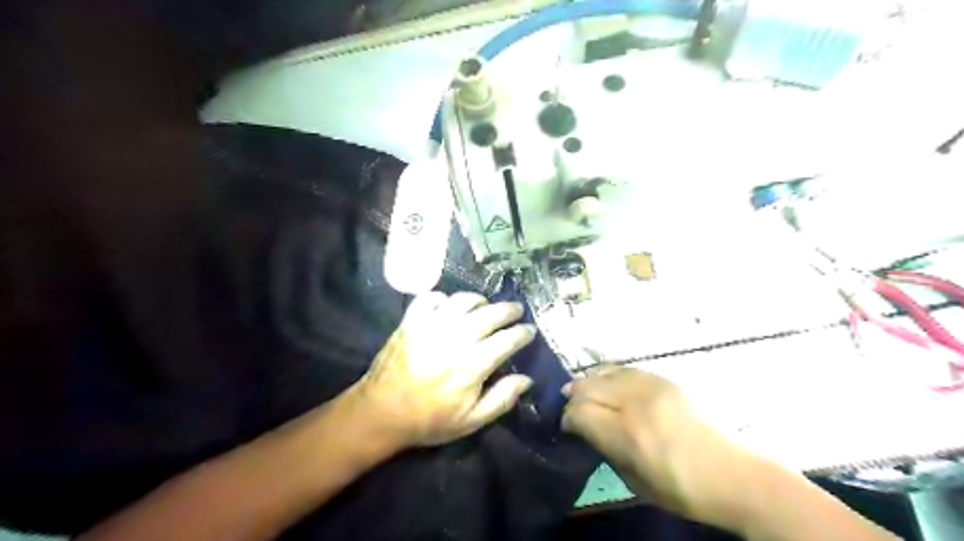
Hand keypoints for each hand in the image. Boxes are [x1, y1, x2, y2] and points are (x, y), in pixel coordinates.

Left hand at [354, 292, 533, 448]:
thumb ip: (501, 399)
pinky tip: (450, 306)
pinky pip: (431, 297)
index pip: (507, 340)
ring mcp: (431, 325)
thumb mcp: (470, 421)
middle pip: (490, 314)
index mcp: (472, 365)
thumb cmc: (429, 420)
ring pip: (463, 300)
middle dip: (508, 310)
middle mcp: (455, 338)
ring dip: (480, 300)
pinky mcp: (411, 320)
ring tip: (486, 306)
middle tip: (516, 311)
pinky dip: (444, 298)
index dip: (523, 333)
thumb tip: (527, 379)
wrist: (381, 412)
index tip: (530, 331)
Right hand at [566, 365, 760, 530]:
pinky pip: (625, 369)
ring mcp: (653, 386)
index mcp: (629, 435)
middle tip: (569, 407)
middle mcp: (637, 403)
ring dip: (588, 381)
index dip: (568, 418)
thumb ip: (605, 449)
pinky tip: (604, 380)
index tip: (566, 426)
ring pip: (606, 373)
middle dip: (573, 397)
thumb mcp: (635, 481)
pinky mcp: (665, 379)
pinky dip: (608, 374)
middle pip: (589, 388)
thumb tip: (585, 428)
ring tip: (579, 389)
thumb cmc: (682, 489)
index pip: (581, 413)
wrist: (734, 474)